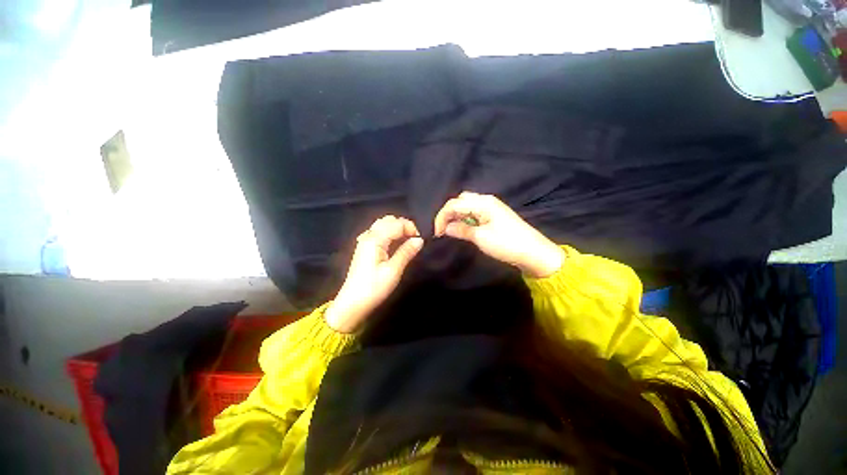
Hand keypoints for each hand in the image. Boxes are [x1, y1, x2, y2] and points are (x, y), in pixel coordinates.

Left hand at [325, 215, 423, 332]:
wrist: (352, 303)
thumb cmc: (373, 288)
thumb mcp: (393, 271)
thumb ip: (406, 252)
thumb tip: (420, 239)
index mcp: (375, 239)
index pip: (397, 224)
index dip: (411, 228)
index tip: (421, 239)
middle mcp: (368, 235)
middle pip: (389, 220)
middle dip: (404, 225)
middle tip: (415, 239)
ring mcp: (364, 240)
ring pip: (383, 225)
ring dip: (397, 228)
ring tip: (407, 241)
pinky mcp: (364, 247)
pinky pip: (378, 232)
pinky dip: (389, 233)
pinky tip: (395, 244)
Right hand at [434, 192, 564, 278]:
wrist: (534, 253)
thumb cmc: (506, 244)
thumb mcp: (481, 238)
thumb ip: (461, 230)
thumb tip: (445, 228)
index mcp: (483, 202)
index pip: (454, 203)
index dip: (441, 217)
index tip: (436, 232)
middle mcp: (486, 200)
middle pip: (460, 201)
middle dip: (448, 213)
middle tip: (442, 229)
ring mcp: (491, 208)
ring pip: (466, 206)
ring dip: (456, 216)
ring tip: (449, 230)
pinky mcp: (493, 216)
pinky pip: (474, 213)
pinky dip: (464, 219)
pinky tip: (461, 228)